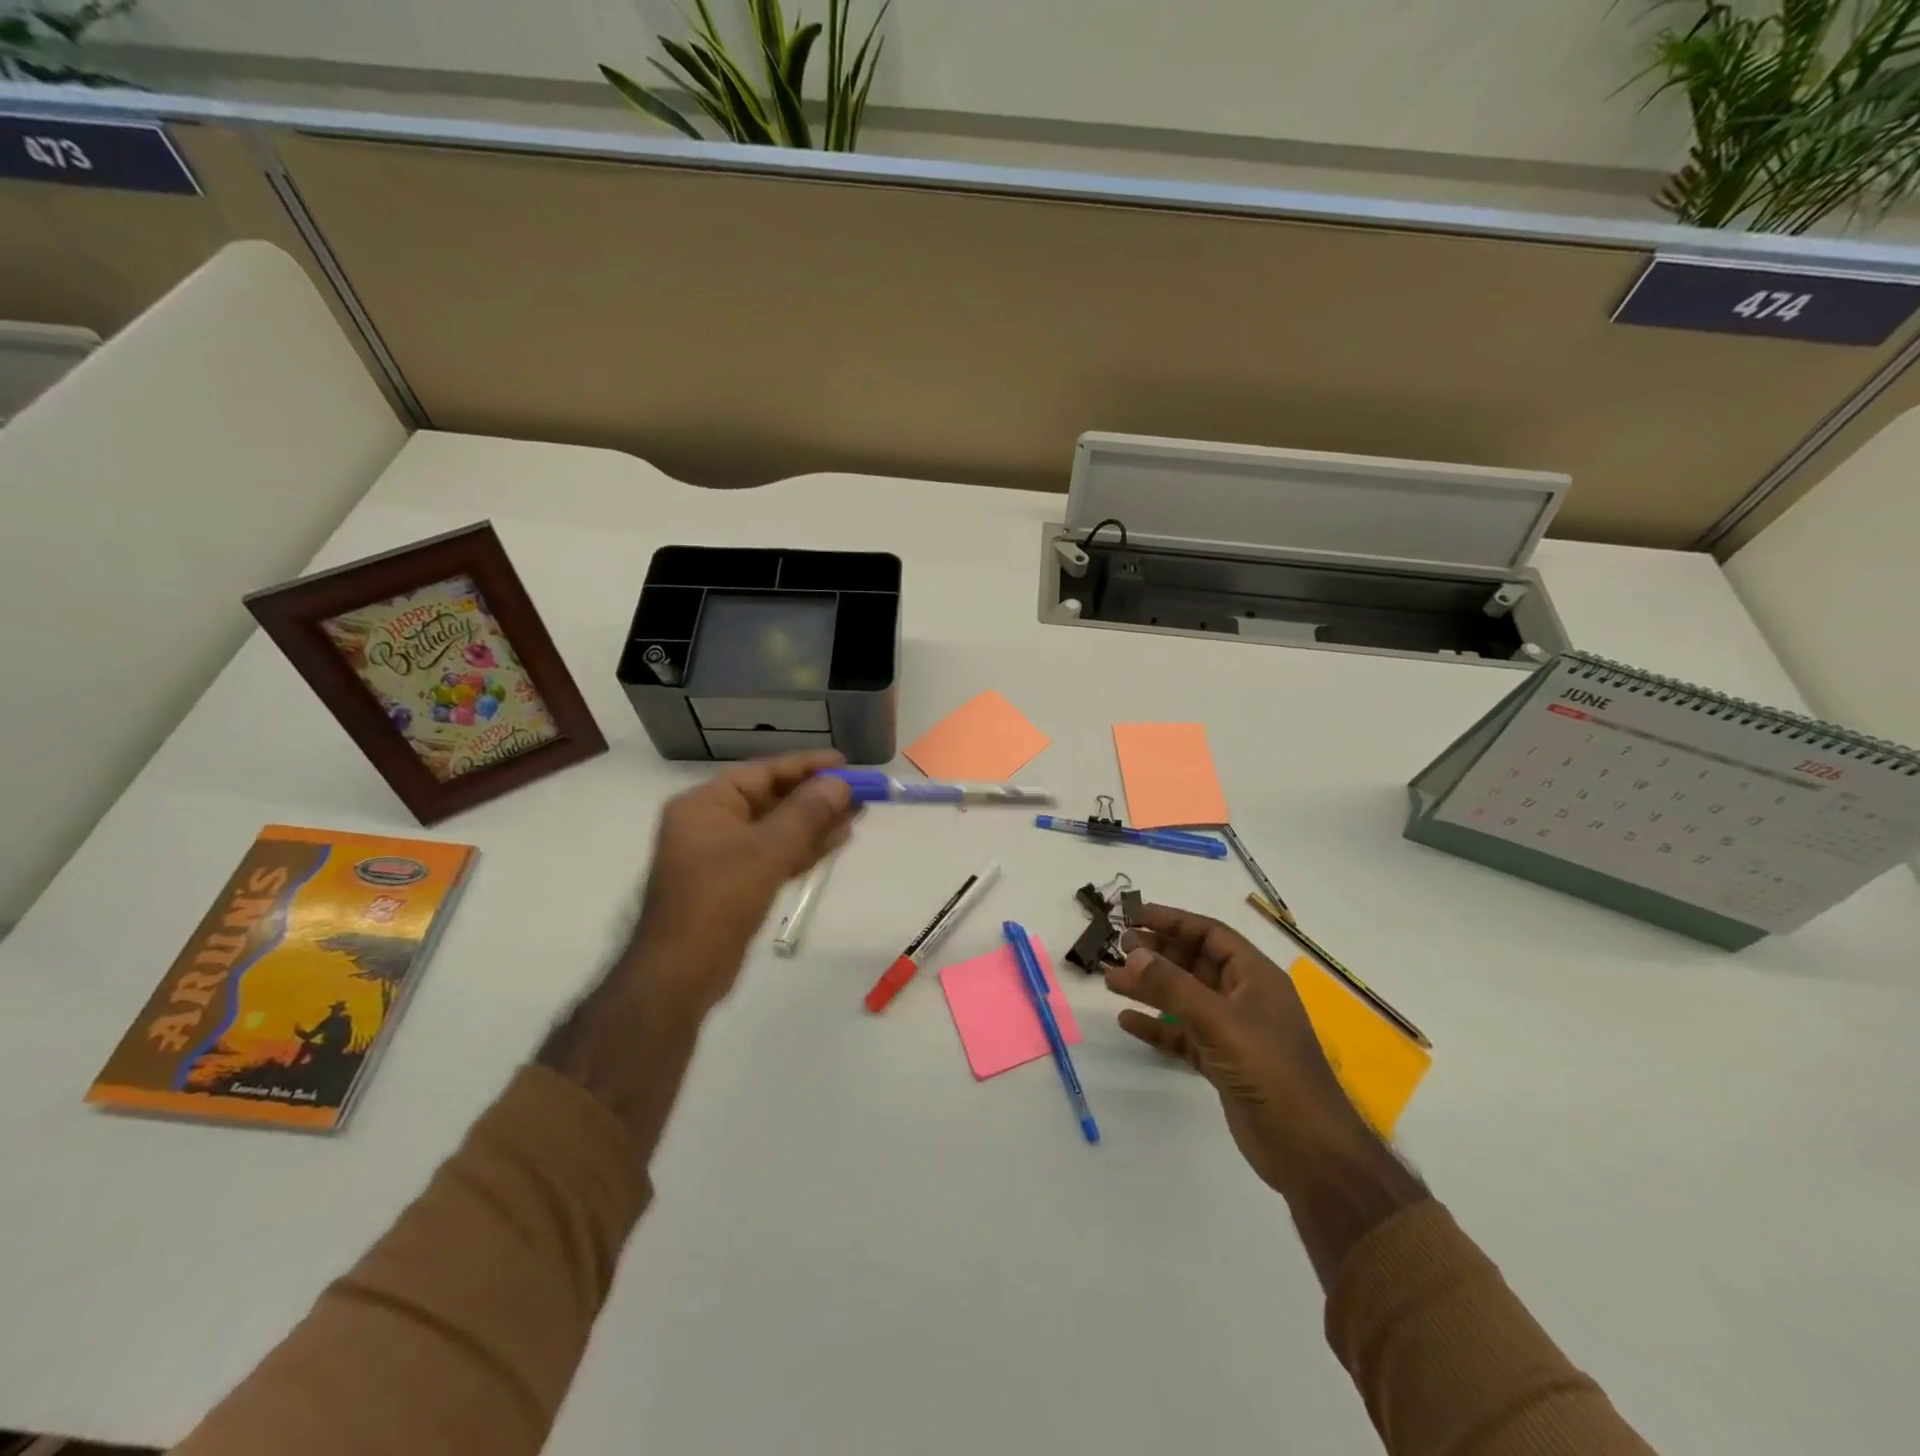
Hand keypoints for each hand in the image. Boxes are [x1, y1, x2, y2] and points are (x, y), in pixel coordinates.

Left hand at [626, 750, 857, 1015]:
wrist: (681, 973)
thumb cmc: (718, 901)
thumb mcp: (766, 851)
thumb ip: (806, 813)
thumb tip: (840, 783)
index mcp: (706, 804)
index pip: (764, 772)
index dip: (806, 766)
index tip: (845, 763)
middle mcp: (711, 823)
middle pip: (772, 799)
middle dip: (816, 796)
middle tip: (860, 792)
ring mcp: (722, 855)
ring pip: (777, 829)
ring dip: (816, 822)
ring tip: (858, 813)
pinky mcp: (735, 884)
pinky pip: (774, 855)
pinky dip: (803, 848)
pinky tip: (837, 840)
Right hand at [1104, 905, 1382, 1201]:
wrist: (1308, 1149)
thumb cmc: (1270, 1070)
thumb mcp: (1219, 1021)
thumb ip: (1173, 986)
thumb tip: (1134, 954)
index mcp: (1255, 976)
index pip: (1210, 934)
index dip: (1173, 921)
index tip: (1134, 915)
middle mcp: (1244, 998)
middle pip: (1195, 963)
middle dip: (1157, 953)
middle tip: (1118, 947)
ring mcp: (1233, 1032)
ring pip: (1185, 998)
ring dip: (1150, 988)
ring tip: (1111, 981)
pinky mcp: (1222, 1063)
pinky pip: (1183, 1034)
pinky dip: (1157, 1026)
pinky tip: (1127, 1022)